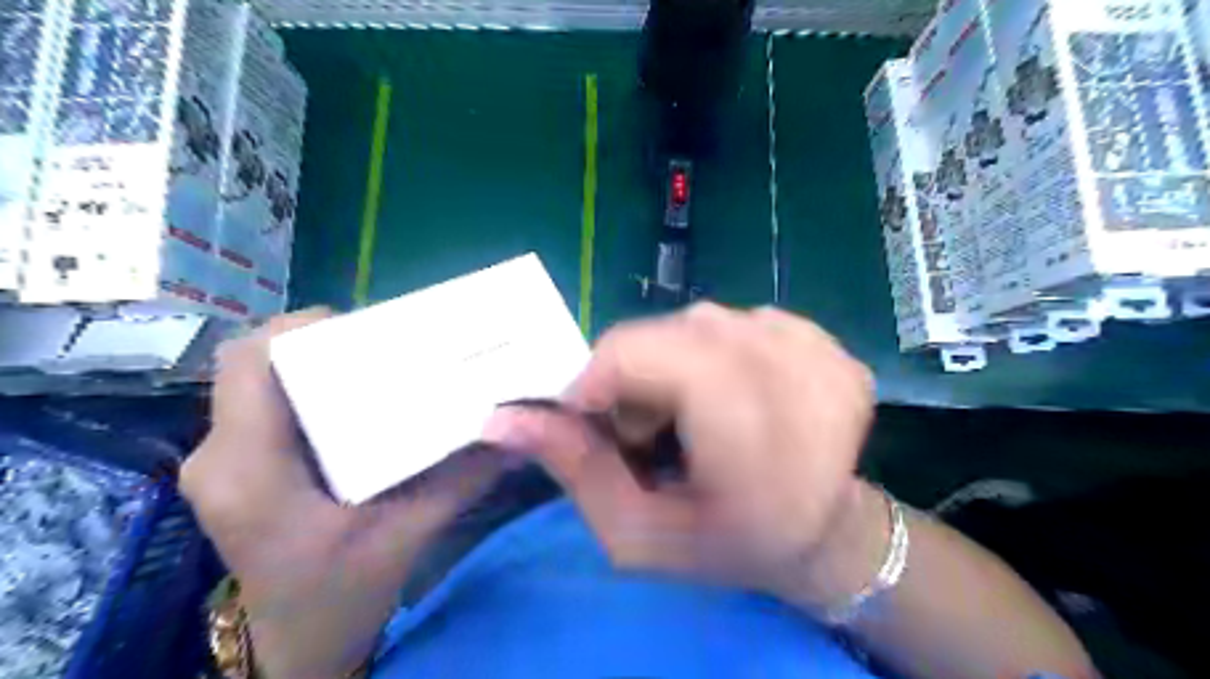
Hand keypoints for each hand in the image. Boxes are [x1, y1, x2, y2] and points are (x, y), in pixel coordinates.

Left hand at [181, 308, 511, 677]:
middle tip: (381, 347)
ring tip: (373, 367)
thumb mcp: (410, 534)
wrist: (298, 646)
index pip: (251, 362)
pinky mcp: (237, 468)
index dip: (302, 328)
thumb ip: (462, 477)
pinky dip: (307, 389)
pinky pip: (264, 404)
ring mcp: (221, 462)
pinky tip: (354, 402)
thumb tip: (513, 428)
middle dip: (317, 342)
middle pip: (253, 363)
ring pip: (256, 380)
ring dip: (312, 363)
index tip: (366, 327)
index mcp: (250, 468)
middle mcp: (219, 455)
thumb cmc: (342, 595)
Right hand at [484, 304, 886, 609]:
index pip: (639, 352)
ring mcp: (816, 349)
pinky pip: (737, 321)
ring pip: (699, 322)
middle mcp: (789, 373)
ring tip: (698, 416)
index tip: (597, 423)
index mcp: (750, 435)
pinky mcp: (825, 339)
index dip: (600, 380)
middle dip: (639, 378)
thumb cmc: (731, 545)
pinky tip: (738, 396)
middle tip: (653, 431)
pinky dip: (718, 355)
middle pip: (667, 334)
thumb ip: (573, 469)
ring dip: (678, 364)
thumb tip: (502, 417)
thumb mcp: (638, 534)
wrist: (827, 532)